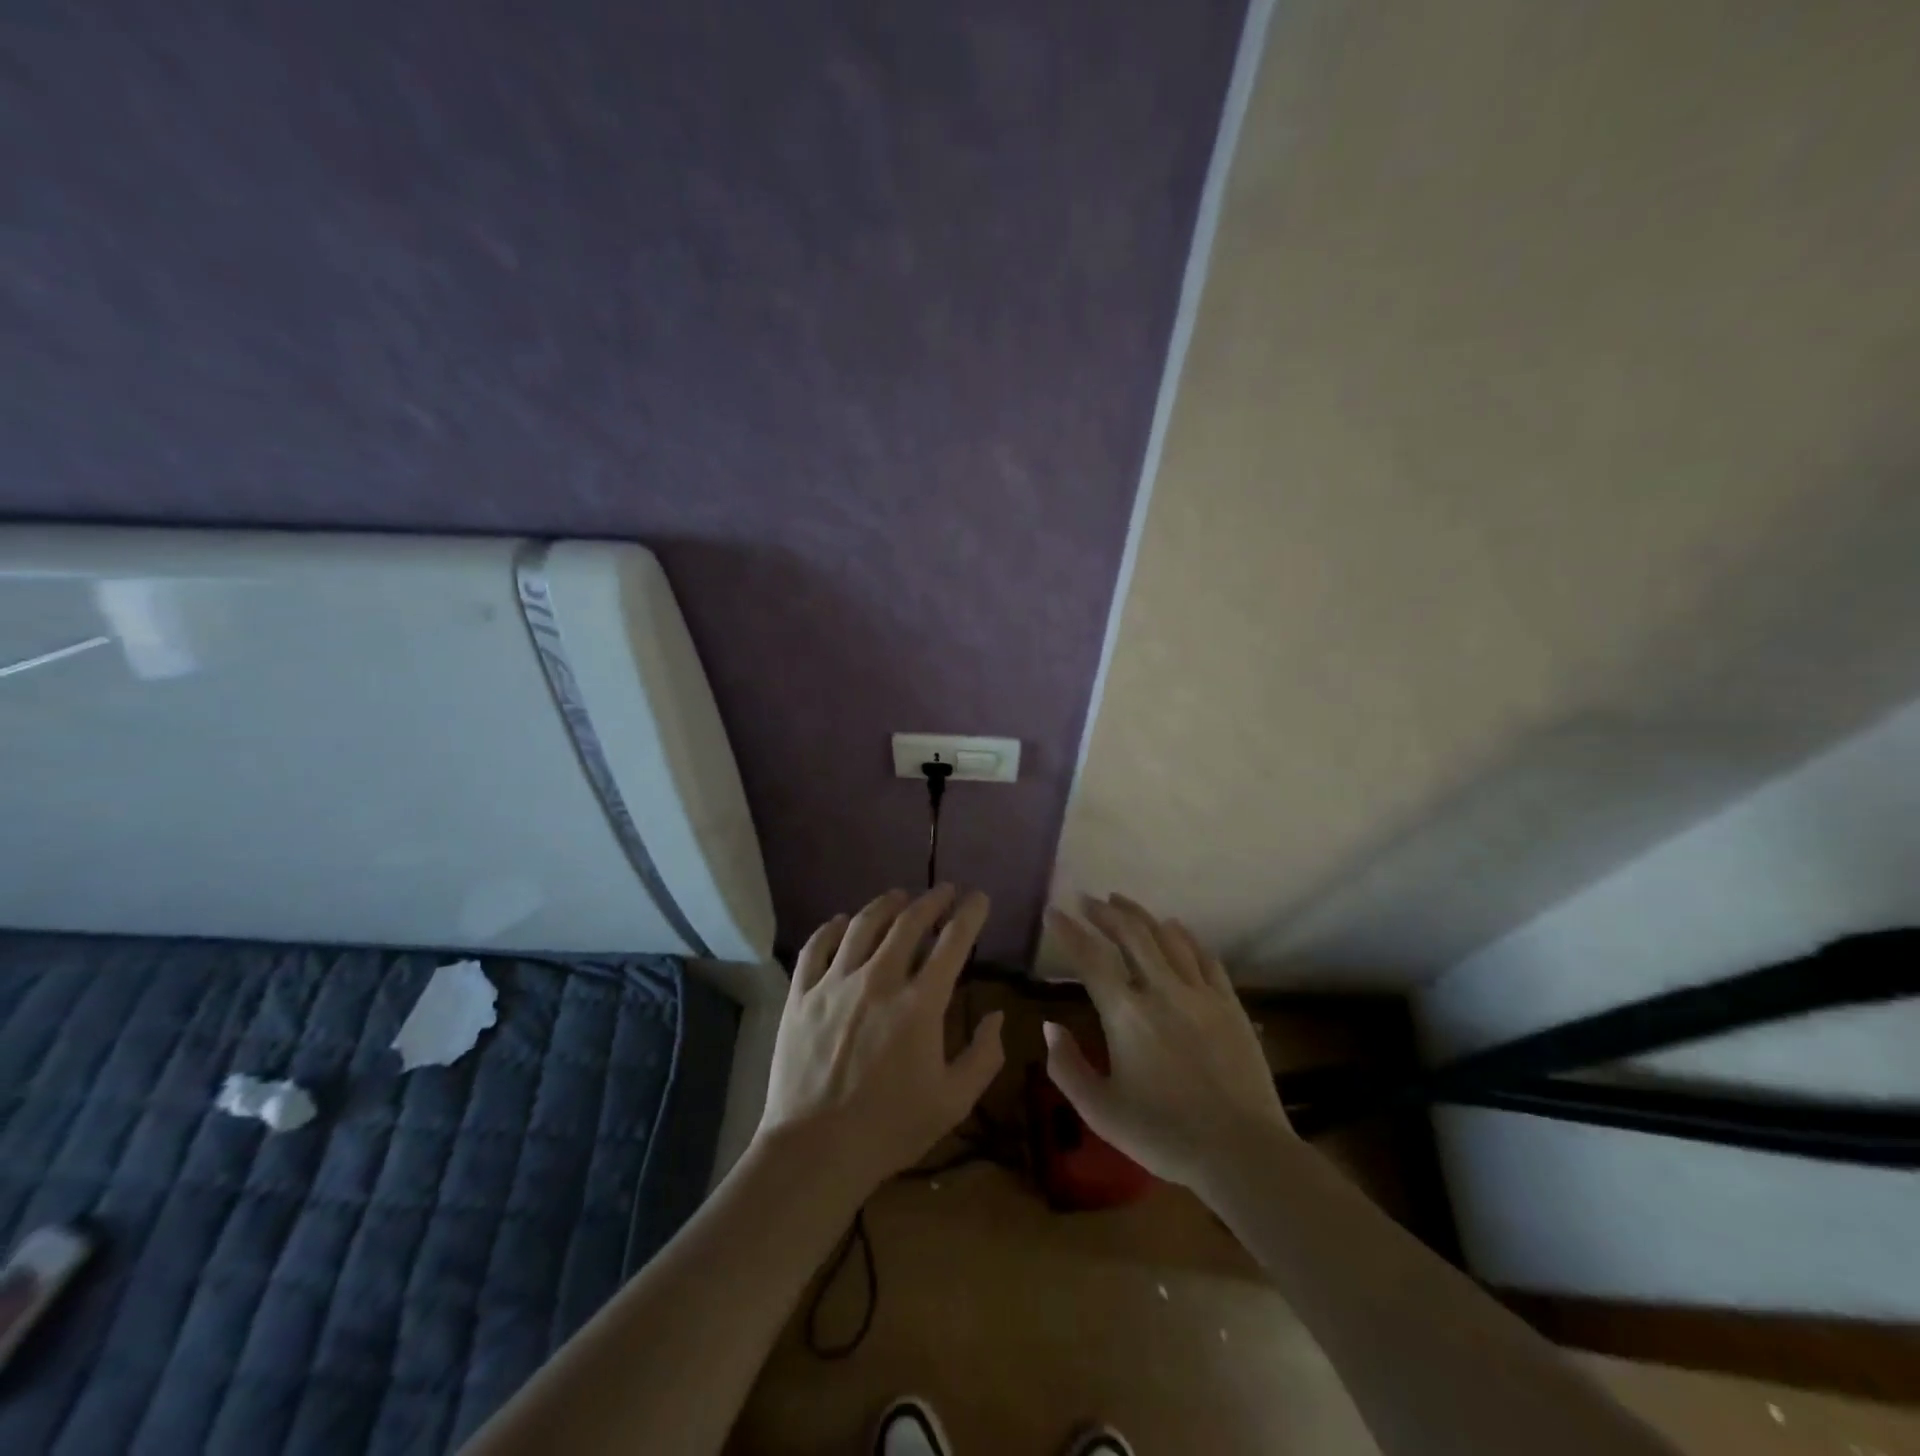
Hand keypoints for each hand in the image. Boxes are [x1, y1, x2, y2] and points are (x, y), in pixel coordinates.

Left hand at [756, 885, 1003, 1202]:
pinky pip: (817, 947)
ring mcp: (835, 983)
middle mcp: (878, 980)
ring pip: (863, 925)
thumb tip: (996, 1017)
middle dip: (932, 900)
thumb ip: (983, 1056)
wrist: (814, 1151)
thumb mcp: (954, 1102)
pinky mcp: (801, 995)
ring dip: (886, 905)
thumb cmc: (890, 1128)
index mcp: (920, 1004)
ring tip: (899, 896)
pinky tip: (843, 921)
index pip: (952, 942)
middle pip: (908, 922)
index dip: (970, 914)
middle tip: (945, 891)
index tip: (978, 898)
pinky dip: (833, 927)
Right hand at [1044, 894, 1291, 1189]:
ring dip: (1141, 915)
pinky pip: (1205, 957)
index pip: (1090, 958)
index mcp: (1125, 1013)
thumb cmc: (1164, 1135)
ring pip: (1167, 937)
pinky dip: (1185, 936)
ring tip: (1123, 902)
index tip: (1054, 911)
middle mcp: (1161, 990)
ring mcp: (1200, 993)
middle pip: (1131, 935)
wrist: (1242, 1152)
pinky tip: (1176, 928)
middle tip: (1088, 899)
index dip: (1069, 931)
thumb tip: (1049, 1026)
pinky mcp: (1229, 1004)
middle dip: (1105, 912)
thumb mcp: (1101, 1112)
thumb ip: (1067, 1067)